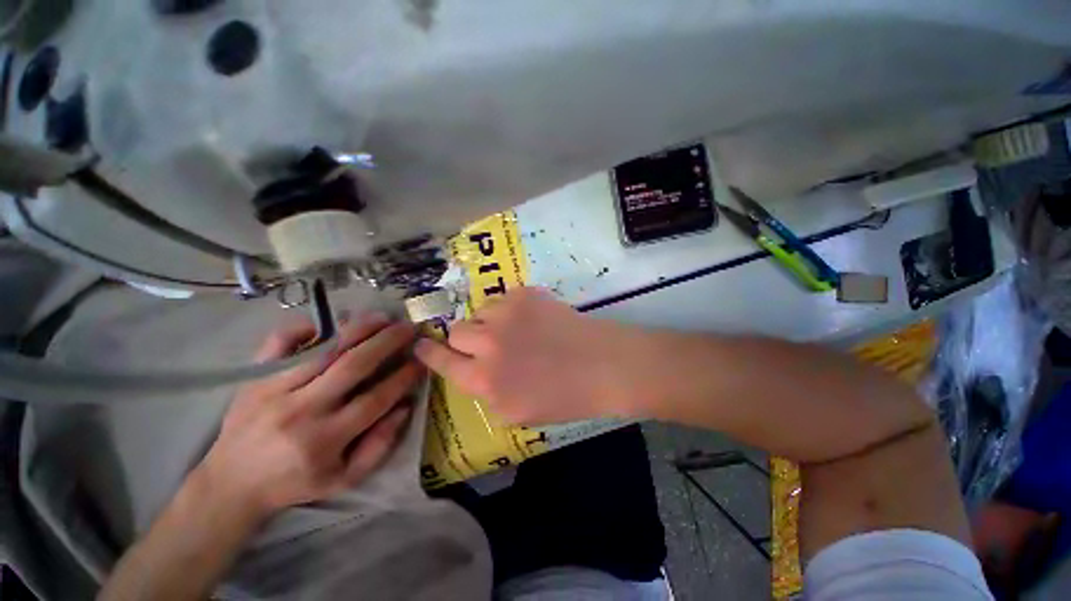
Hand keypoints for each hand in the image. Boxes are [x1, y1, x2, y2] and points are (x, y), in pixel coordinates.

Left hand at [199, 314, 421, 517]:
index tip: (421, 361)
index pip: (376, 399)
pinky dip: (304, 327)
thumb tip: (405, 407)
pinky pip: (279, 343)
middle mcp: (301, 410)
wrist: (230, 484)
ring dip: (358, 329)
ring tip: (382, 317)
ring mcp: (273, 390)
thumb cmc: (294, 483)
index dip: (403, 377)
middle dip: (387, 342)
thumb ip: (379, 446)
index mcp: (324, 440)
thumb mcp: (344, 479)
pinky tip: (328, 322)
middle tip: (409, 327)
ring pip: (323, 350)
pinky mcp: (254, 378)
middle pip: (353, 365)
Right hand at [414, 288, 623, 424]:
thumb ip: (486, 391)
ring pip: (480, 312)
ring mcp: (507, 314)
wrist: (605, 366)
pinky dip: (511, 309)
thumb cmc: (566, 398)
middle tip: (488, 344)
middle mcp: (488, 344)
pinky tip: (532, 320)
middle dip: (467, 340)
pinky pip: (503, 299)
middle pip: (456, 331)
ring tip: (517, 332)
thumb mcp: (517, 412)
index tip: (419, 344)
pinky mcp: (525, 295)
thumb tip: (473, 371)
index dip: (427, 353)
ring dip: (490, 323)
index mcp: (485, 380)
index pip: (441, 361)